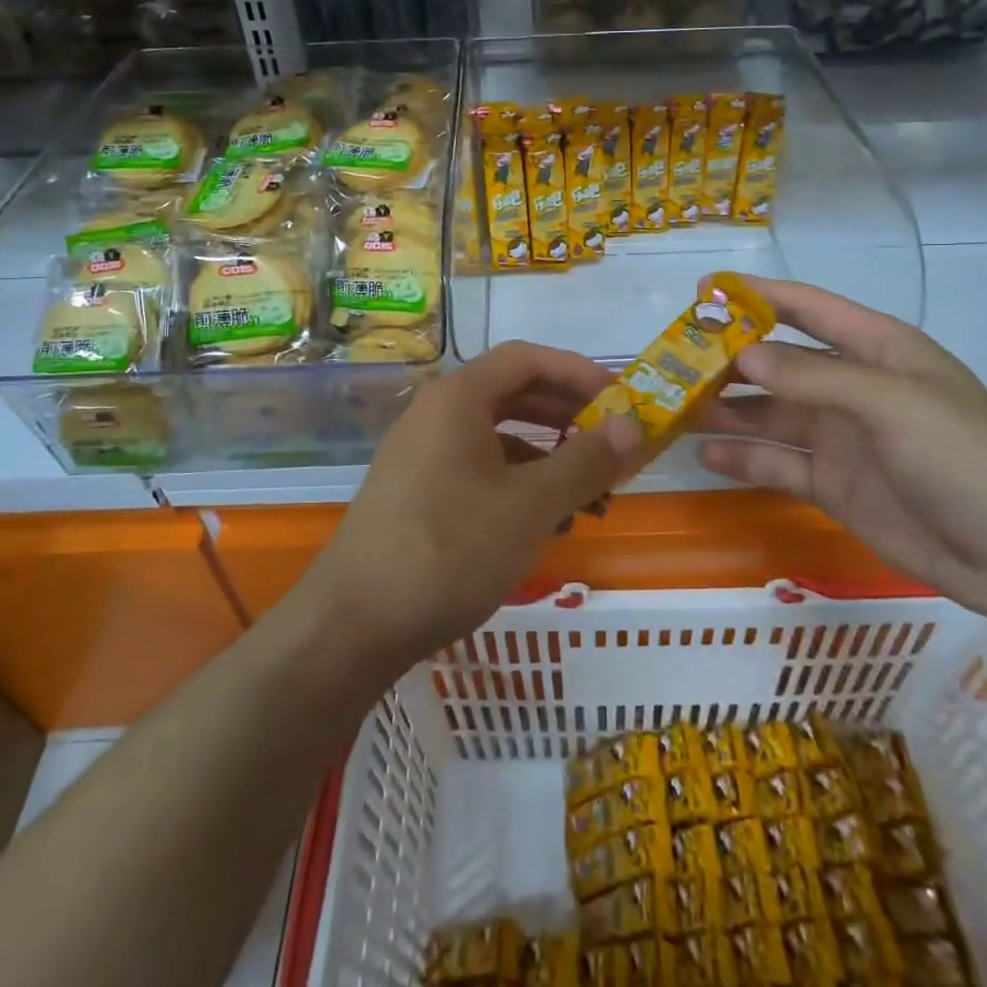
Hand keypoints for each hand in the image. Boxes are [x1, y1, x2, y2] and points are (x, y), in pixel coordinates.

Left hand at [306, 341, 637, 661]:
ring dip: (549, 458)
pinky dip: (519, 486)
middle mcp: (436, 415)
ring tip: (592, 496)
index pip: (528, 359)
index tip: (622, 401)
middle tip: (615, 446)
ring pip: (499, 438)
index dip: (580, 373)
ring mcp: (422, 455)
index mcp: (458, 399)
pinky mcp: (417, 494)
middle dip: (569, 418)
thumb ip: (585, 462)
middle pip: (514, 394)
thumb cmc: (448, 551)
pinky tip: (547, 524)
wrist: (352, 627)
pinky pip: (480, 470)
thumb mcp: (529, 507)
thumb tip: (634, 426)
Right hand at [695, 277, 986, 627]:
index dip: (758, 295)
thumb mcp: (891, 403)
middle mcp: (852, 388)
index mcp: (877, 351)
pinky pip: (778, 464)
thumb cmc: (963, 457)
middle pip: (779, 364)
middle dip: (729, 359)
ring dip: (727, 410)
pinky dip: (744, 459)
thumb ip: (813, 379)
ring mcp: (841, 439)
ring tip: (675, 408)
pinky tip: (706, 456)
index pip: (808, 309)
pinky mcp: (834, 485)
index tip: (704, 289)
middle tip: (673, 360)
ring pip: (771, 415)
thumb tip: (742, 354)